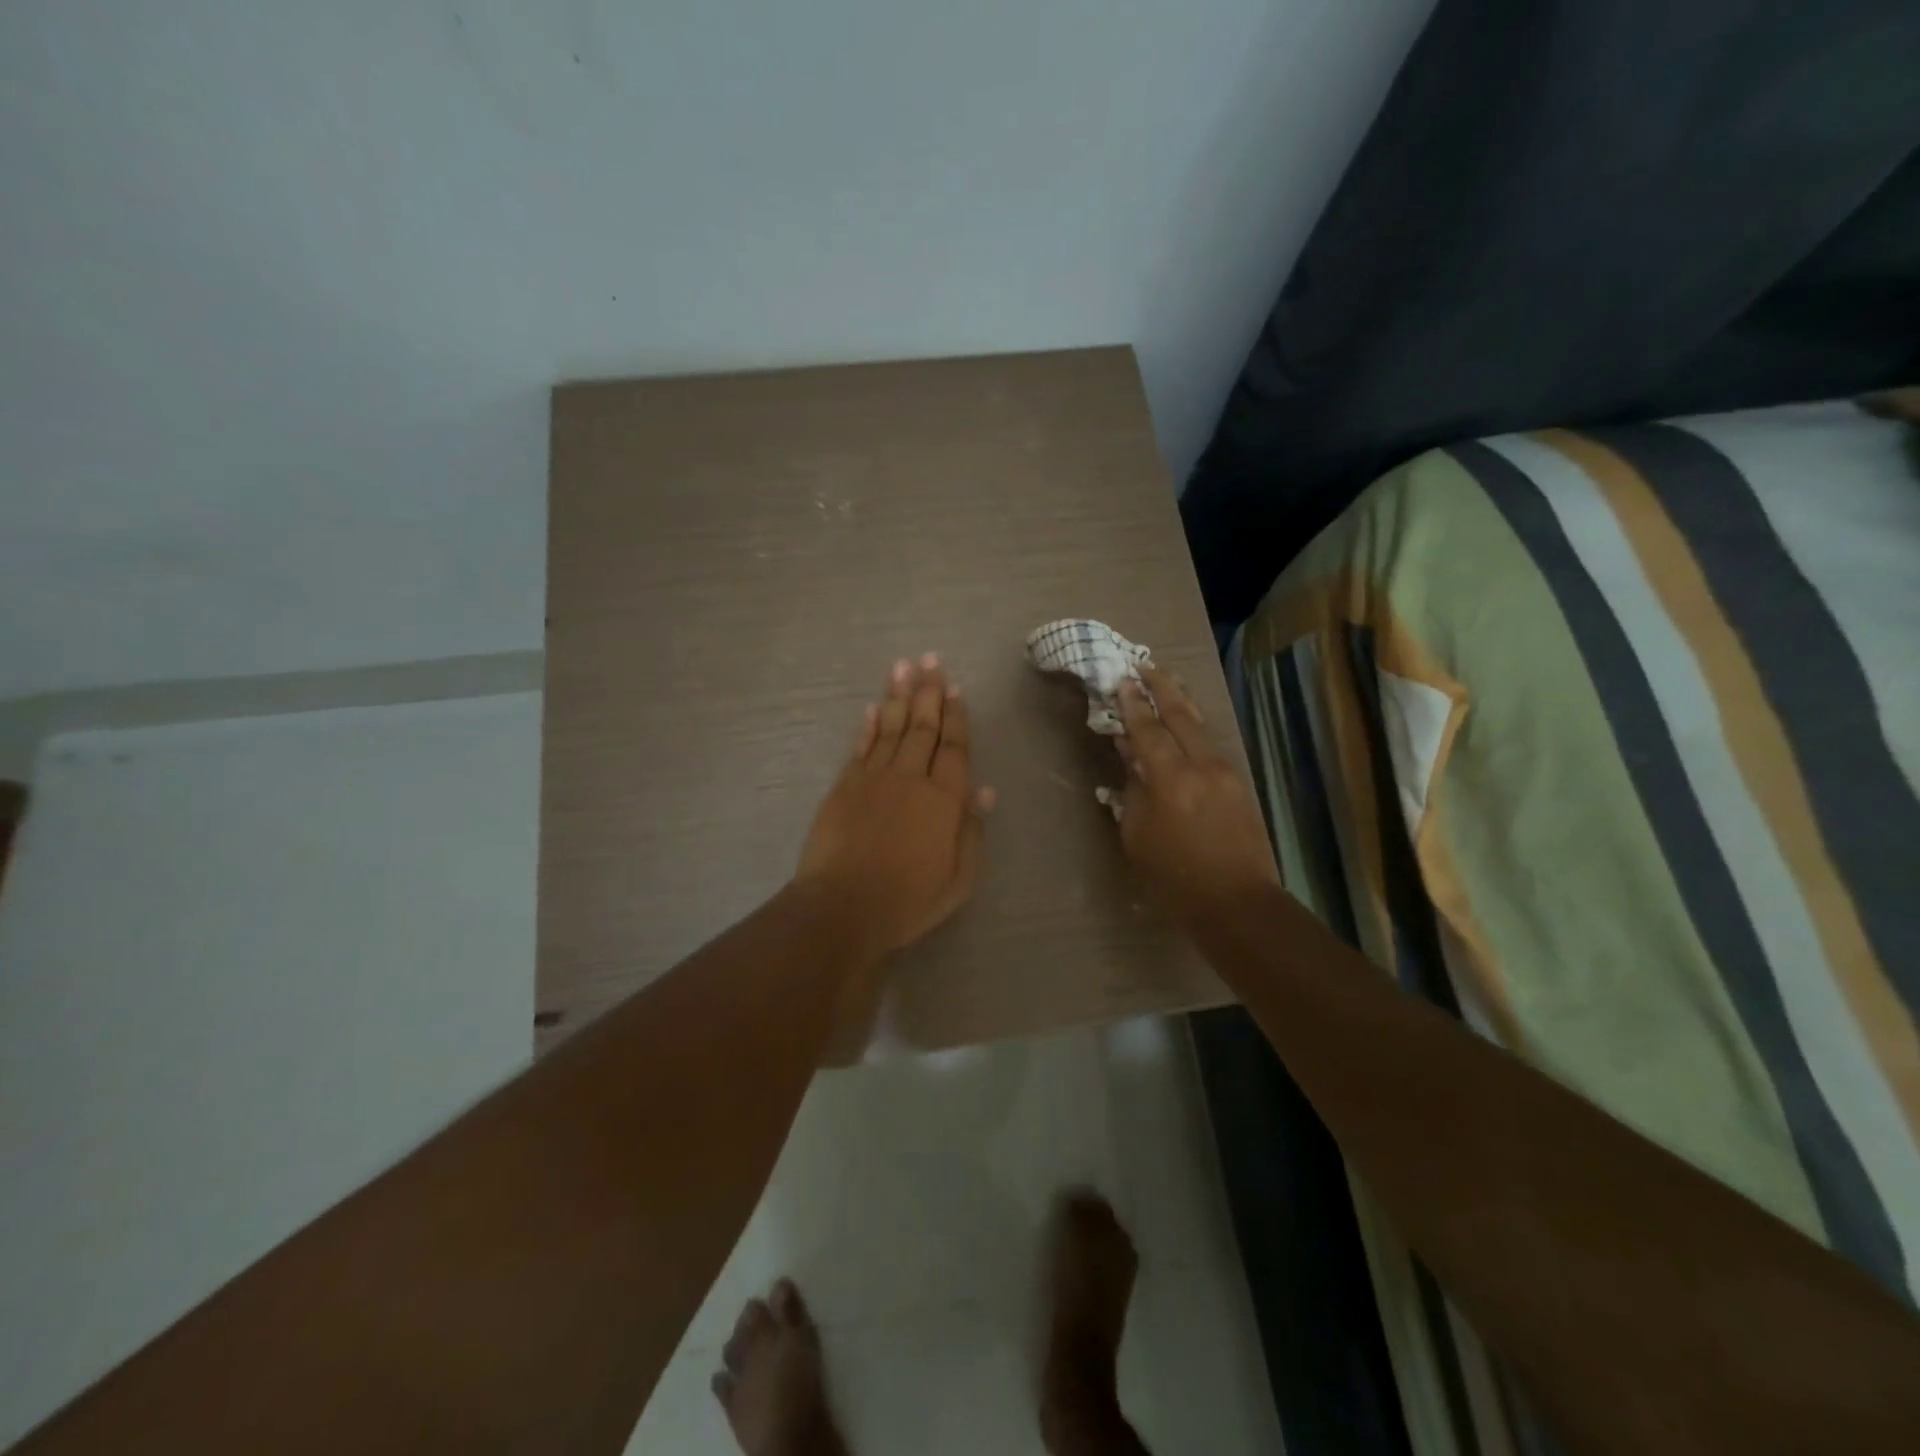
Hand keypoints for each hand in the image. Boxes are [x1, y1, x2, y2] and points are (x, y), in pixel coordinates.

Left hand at [795, 654, 992, 963]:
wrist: (844, 907)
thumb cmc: (909, 899)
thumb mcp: (958, 878)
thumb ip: (971, 830)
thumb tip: (984, 790)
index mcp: (944, 799)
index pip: (954, 747)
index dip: (956, 716)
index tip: (956, 688)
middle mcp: (910, 778)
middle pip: (923, 728)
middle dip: (929, 692)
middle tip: (931, 660)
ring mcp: (874, 779)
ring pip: (892, 729)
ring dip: (899, 696)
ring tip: (904, 666)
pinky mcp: (845, 787)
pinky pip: (861, 747)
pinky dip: (869, 725)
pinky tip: (874, 707)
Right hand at [1114, 666, 1278, 925]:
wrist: (1237, 902)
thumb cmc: (1176, 877)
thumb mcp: (1138, 838)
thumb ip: (1132, 795)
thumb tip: (1130, 762)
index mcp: (1170, 779)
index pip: (1147, 730)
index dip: (1132, 705)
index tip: (1121, 682)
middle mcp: (1201, 766)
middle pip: (1180, 714)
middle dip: (1160, 687)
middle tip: (1144, 665)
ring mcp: (1224, 773)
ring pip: (1200, 726)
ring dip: (1181, 702)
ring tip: (1167, 682)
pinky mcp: (1237, 785)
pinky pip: (1209, 746)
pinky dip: (1193, 728)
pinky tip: (1185, 726)